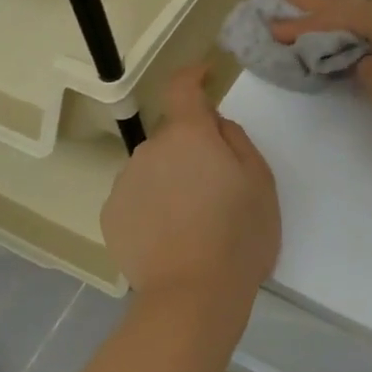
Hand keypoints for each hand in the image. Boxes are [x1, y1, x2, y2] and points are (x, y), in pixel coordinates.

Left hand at [101, 64, 279, 307]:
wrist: (192, 295)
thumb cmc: (238, 234)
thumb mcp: (260, 181)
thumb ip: (236, 140)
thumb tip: (214, 125)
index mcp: (189, 134)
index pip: (182, 87)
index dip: (193, 75)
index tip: (204, 75)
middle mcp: (150, 149)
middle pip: (172, 136)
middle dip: (191, 148)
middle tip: (217, 186)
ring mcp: (125, 182)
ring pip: (153, 168)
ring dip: (171, 178)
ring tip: (193, 220)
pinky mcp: (111, 216)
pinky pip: (136, 196)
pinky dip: (152, 205)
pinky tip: (170, 237)